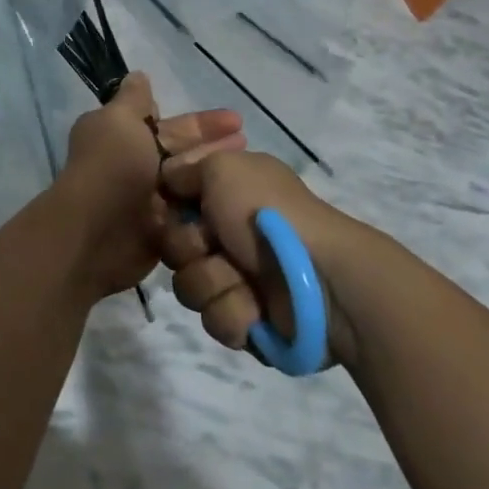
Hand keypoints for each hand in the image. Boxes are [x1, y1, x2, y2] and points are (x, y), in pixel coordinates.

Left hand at [48, 73, 244, 298]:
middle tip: (248, 142)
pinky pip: (188, 212)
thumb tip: (138, 76)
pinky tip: (235, 199)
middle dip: (212, 145)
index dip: (200, 122)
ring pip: (188, 181)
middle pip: (181, 151)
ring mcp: (147, 199)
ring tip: (248, 170)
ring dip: (213, 175)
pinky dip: (206, 205)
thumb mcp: (119, 120)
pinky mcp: (159, 229)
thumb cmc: (112, 168)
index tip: (233, 120)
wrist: (97, 233)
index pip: (166, 123)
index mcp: (121, 134)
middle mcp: (133, 164)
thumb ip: (132, 99)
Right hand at [157, 150, 365, 369]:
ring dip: (213, 283)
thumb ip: (187, 169)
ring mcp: (240, 276)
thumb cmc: (267, 213)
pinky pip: (215, 319)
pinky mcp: (248, 318)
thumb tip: (169, 180)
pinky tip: (256, 308)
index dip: (169, 208)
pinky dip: (234, 313)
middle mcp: (230, 232)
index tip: (173, 209)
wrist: (318, 278)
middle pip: (174, 247)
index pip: (175, 201)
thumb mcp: (223, 169)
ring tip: (244, 282)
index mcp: (229, 193)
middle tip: (215, 245)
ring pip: (190, 286)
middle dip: (189, 249)